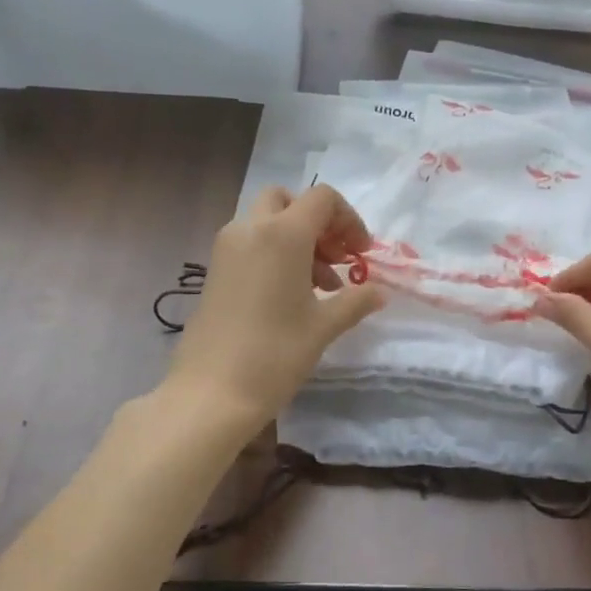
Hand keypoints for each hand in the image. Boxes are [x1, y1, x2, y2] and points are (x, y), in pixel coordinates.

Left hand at [165, 185, 383, 433]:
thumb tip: (378, 292)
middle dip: (317, 222)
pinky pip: (250, 244)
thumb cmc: (275, 354)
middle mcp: (250, 229)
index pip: (323, 199)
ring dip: (297, 240)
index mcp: (282, 233)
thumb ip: (355, 301)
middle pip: (288, 201)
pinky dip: (274, 253)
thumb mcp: (323, 327)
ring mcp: (226, 248)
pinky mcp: (214, 270)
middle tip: (335, 259)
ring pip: (266, 221)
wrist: (211, 392)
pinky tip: (290, 296)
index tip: (360, 255)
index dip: (349, 220)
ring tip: (320, 286)